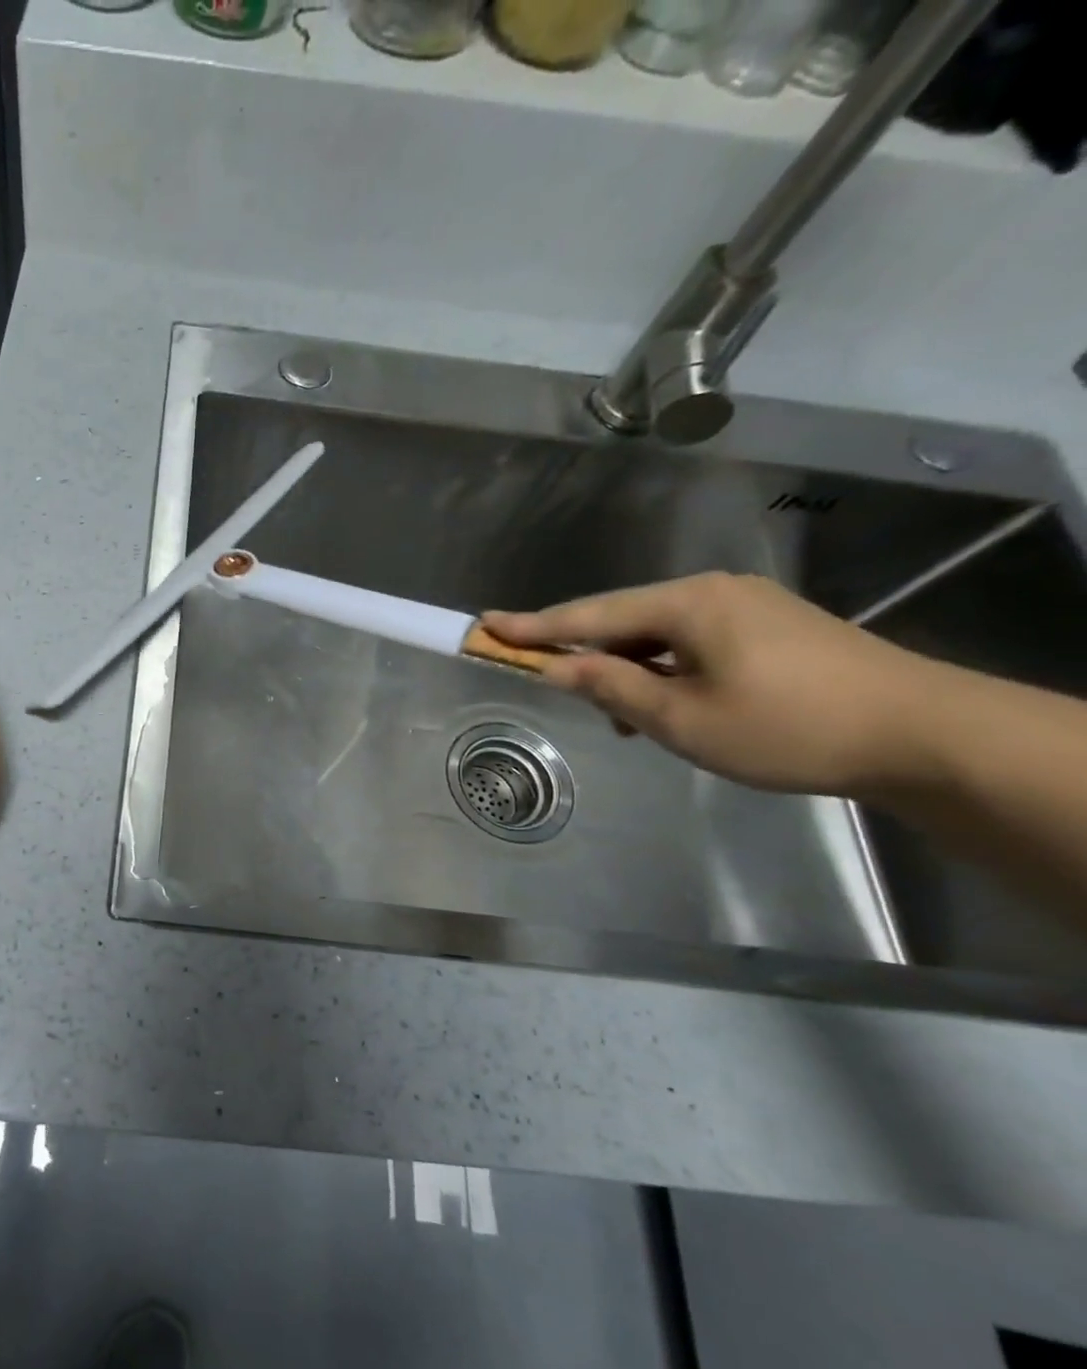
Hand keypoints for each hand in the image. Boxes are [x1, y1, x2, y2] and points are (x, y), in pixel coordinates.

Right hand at [481, 573, 948, 797]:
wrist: (924, 735)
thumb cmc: (787, 727)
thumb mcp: (681, 717)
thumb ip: (610, 687)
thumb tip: (557, 668)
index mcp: (687, 604)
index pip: (588, 616)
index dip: (532, 626)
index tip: (485, 623)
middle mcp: (713, 592)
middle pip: (621, 620)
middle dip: (581, 653)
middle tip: (547, 681)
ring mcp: (746, 608)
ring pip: (657, 635)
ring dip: (627, 670)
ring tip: (622, 718)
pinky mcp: (770, 629)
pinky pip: (690, 643)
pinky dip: (663, 671)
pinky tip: (665, 705)